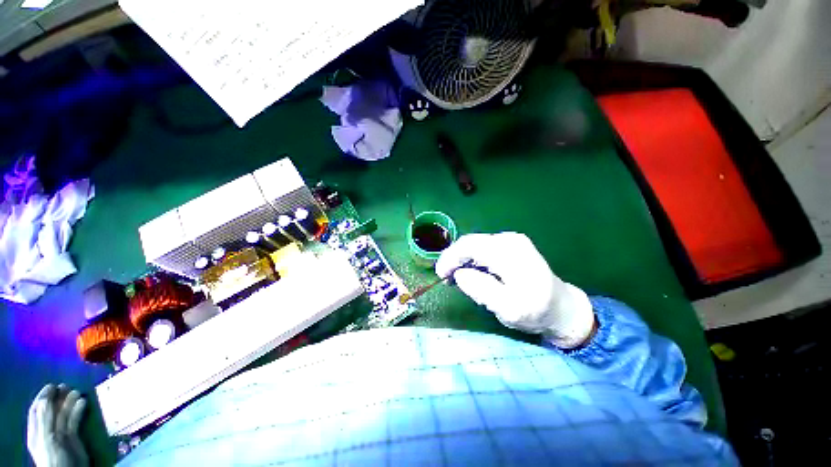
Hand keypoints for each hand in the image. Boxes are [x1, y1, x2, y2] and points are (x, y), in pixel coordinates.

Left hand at [27, 384, 88, 466]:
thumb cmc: (53, 456)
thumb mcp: (46, 438)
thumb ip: (45, 419)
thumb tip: (46, 396)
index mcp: (37, 430)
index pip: (37, 408)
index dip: (43, 396)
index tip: (52, 385)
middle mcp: (47, 430)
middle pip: (52, 410)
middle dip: (58, 397)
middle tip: (67, 385)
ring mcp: (61, 434)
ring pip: (65, 414)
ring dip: (70, 402)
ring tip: (77, 391)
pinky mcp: (73, 436)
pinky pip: (75, 421)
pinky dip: (79, 410)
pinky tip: (83, 403)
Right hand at [436, 233, 594, 348]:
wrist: (562, 307)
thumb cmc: (536, 312)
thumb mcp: (509, 309)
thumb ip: (482, 290)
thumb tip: (459, 274)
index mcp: (510, 253)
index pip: (470, 246)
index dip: (450, 258)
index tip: (440, 275)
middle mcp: (509, 239)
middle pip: (470, 243)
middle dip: (453, 259)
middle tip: (445, 278)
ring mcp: (511, 240)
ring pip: (475, 245)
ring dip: (461, 259)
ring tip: (455, 278)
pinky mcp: (510, 244)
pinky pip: (483, 248)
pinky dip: (471, 259)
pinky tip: (470, 272)